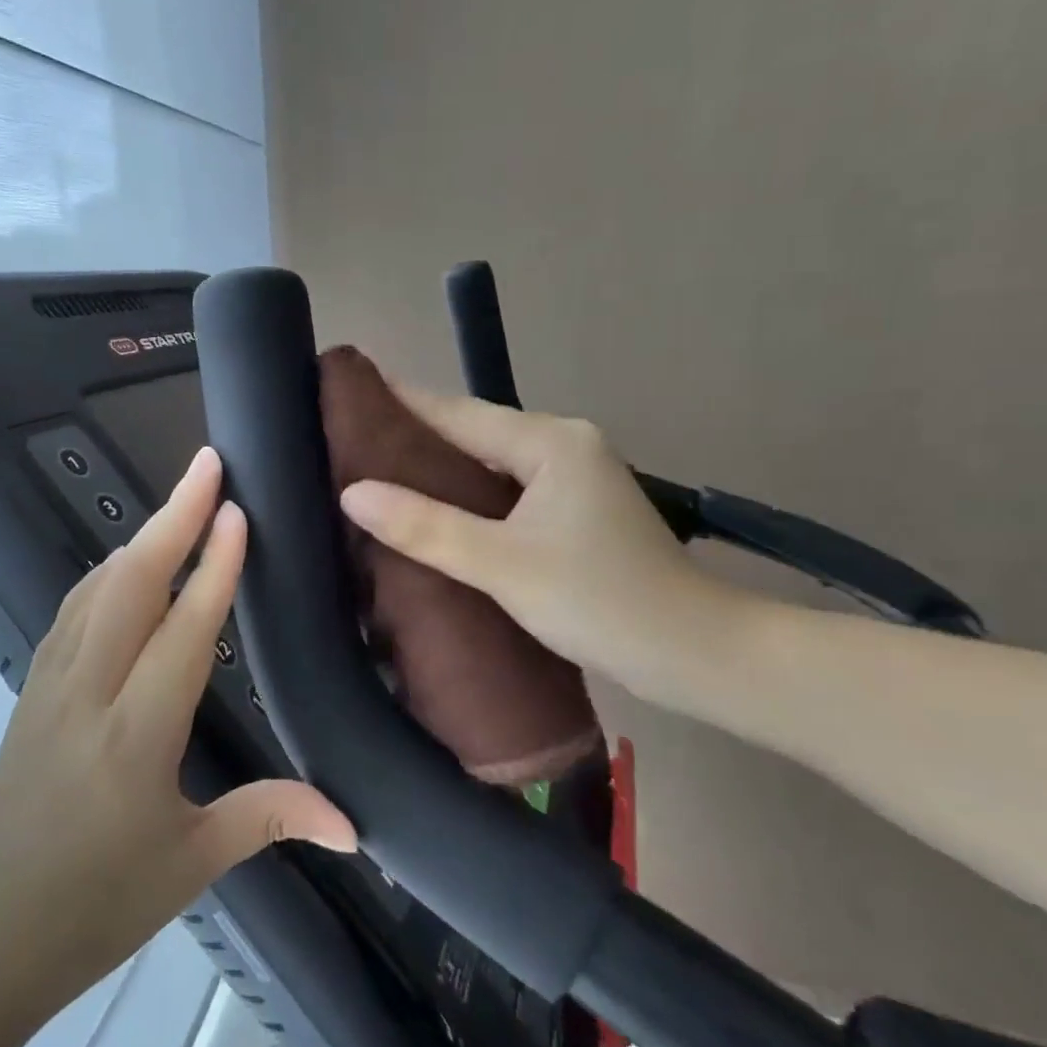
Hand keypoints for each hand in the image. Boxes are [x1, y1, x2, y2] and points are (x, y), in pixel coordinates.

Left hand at [0, 446, 356, 1024]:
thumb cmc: (97, 904)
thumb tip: (353, 823)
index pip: (182, 633)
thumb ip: (269, 817)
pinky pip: (74, 609)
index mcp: (134, 738)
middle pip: (131, 584)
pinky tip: (127, 565)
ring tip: (182, 502)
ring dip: (141, 537)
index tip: (238, 512)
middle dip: (173, 517)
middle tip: (209, 465)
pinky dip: (109, 572)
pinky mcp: (31, 686)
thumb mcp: (191, 864)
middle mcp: (87, 693)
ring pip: (97, 587)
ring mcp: (49, 683)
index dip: (214, 569)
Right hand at [337, 387, 751, 710]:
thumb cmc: (600, 601)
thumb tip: (353, 493)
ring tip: (378, 474)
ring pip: (491, 463)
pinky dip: (470, 495)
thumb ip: (426, 527)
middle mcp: (564, 445)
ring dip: (441, 468)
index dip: (401, 401)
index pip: (457, 412)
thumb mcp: (502, 565)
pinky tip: (436, 510)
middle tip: (350, 440)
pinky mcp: (578, 510)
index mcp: (550, 441)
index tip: (350, 391)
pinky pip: (508, 489)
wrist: (696, 655)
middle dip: (415, 436)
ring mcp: (575, 477)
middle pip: (474, 433)